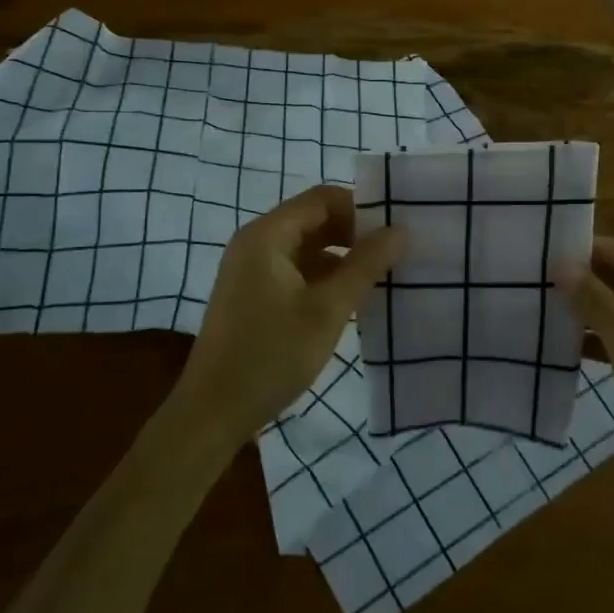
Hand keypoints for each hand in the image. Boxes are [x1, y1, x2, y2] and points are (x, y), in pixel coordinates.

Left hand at [173, 185, 403, 449]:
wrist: (212, 413)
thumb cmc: (271, 355)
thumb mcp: (328, 310)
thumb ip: (365, 265)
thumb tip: (400, 231)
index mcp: (268, 235)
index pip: (323, 199)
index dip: (362, 208)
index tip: (396, 231)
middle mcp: (256, 243)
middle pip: (315, 220)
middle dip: (355, 234)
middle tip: (396, 255)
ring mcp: (252, 271)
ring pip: (308, 249)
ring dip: (343, 259)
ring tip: (382, 279)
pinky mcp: (253, 296)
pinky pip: (296, 272)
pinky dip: (325, 280)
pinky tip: (353, 302)